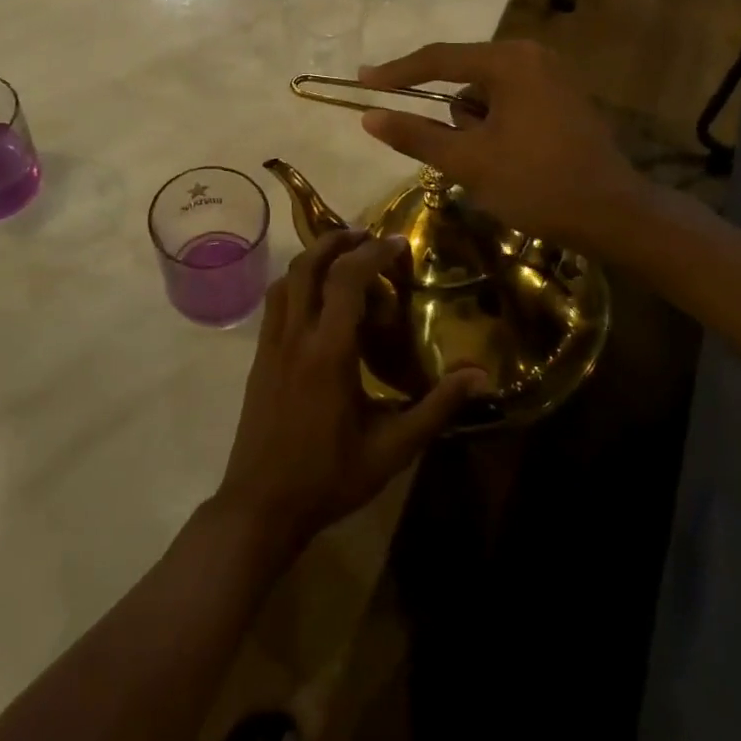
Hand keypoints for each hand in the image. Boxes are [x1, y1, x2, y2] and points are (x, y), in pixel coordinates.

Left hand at [216, 231, 484, 548]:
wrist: (261, 505)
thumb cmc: (329, 477)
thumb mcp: (392, 448)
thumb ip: (436, 408)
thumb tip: (480, 376)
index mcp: (329, 352)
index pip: (348, 279)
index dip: (373, 252)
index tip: (398, 242)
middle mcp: (295, 336)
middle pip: (309, 265)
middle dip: (337, 240)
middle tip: (367, 236)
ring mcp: (271, 345)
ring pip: (287, 279)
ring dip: (313, 258)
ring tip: (343, 259)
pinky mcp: (260, 357)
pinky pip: (275, 302)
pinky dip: (297, 282)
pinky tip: (317, 299)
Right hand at [358, 40, 649, 250]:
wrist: (613, 215)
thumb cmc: (536, 184)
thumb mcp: (468, 161)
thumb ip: (416, 135)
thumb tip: (369, 117)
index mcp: (509, 62)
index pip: (438, 59)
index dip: (396, 72)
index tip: (362, 80)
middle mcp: (533, 56)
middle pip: (464, 76)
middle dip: (451, 117)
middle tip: (454, 154)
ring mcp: (553, 75)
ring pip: (487, 94)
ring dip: (475, 126)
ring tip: (492, 165)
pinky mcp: (563, 98)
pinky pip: (511, 102)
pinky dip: (496, 127)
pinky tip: (511, 160)